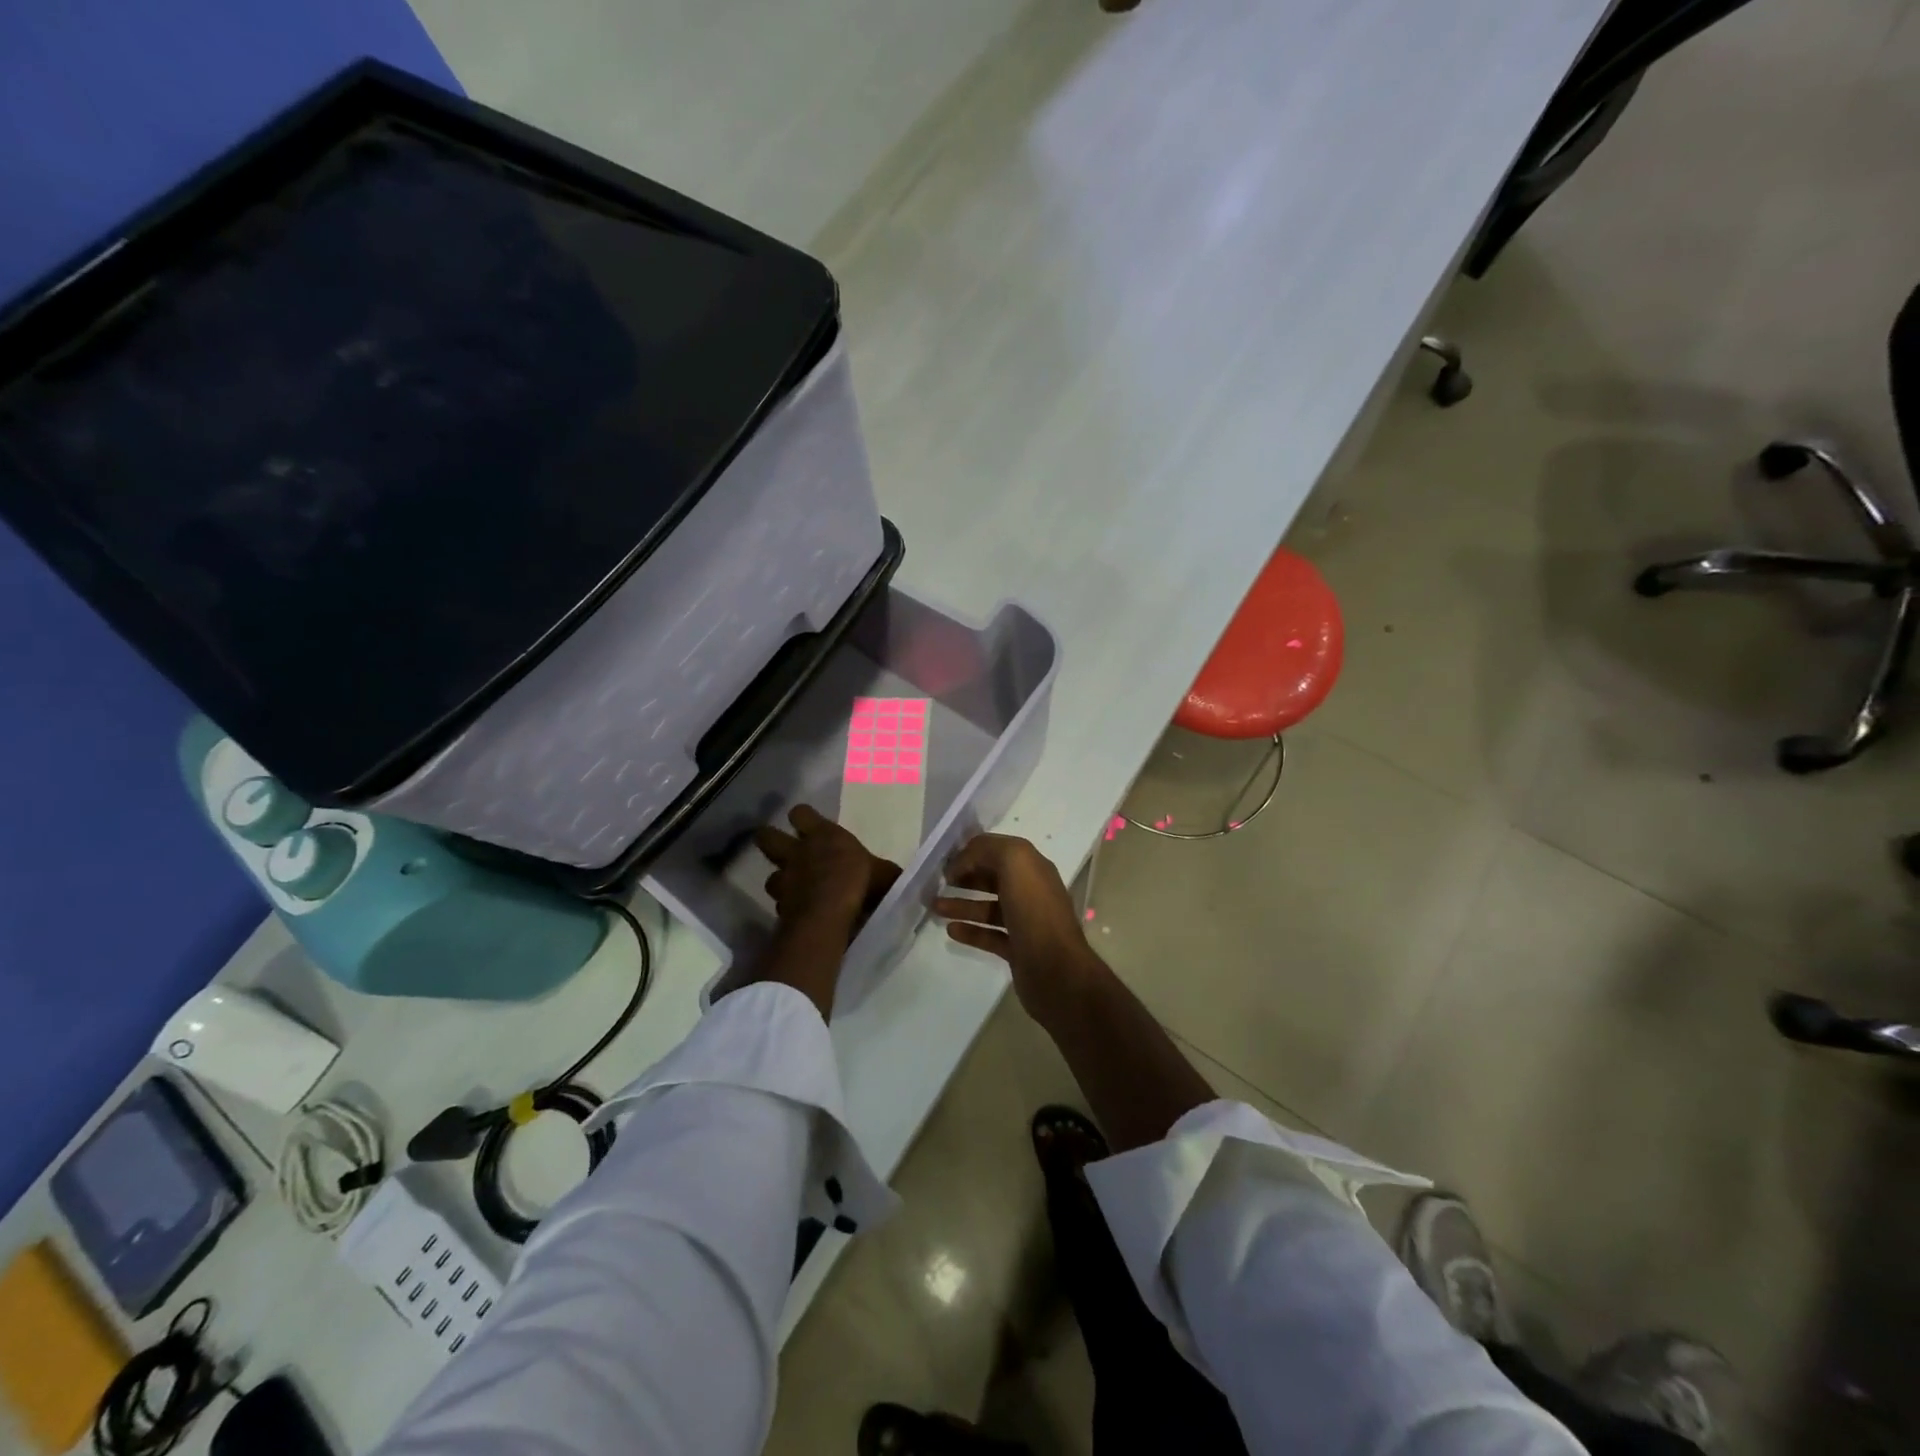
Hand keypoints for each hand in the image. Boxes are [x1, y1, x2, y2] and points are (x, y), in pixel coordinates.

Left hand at [754, 804, 901, 941]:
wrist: (828, 915)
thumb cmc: (859, 883)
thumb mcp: (885, 874)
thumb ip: (887, 874)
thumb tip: (899, 878)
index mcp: (823, 835)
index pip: (800, 813)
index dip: (802, 817)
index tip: (808, 823)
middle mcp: (798, 853)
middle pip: (767, 836)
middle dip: (771, 840)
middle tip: (783, 849)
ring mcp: (785, 880)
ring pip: (770, 876)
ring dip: (780, 881)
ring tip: (792, 888)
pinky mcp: (780, 907)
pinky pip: (780, 905)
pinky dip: (787, 908)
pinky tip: (799, 914)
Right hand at [936, 833, 1106, 1025]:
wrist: (1056, 970)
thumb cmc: (1035, 910)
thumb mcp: (1014, 861)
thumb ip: (987, 850)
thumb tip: (962, 862)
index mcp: (1033, 868)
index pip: (999, 850)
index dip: (972, 852)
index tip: (945, 861)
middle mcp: (1031, 892)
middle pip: (993, 878)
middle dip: (964, 877)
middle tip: (936, 883)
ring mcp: (1025, 922)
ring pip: (988, 908)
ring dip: (961, 904)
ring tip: (934, 906)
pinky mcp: (1017, 950)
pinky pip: (989, 935)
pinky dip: (970, 931)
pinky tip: (950, 930)